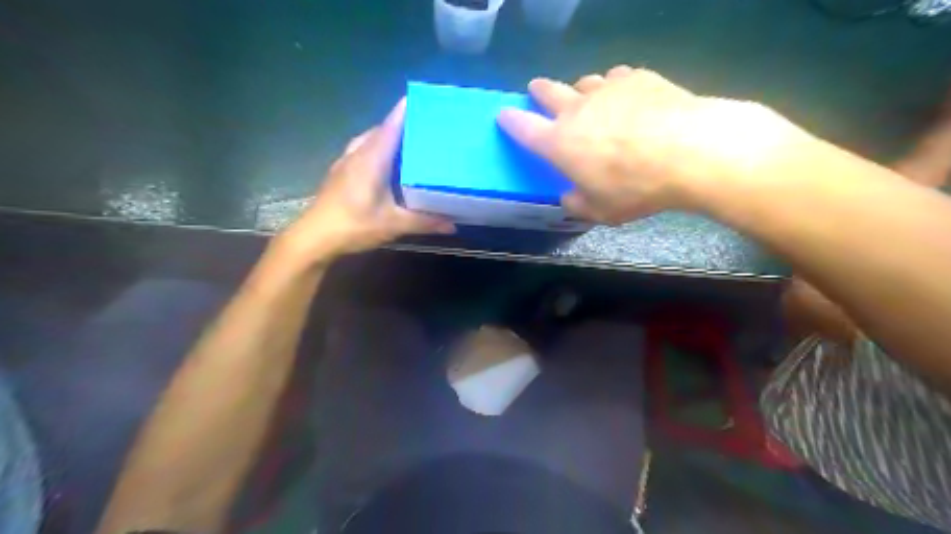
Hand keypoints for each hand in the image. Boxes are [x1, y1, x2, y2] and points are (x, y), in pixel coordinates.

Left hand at [278, 97, 454, 264]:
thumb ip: (424, 222)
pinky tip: (388, 165)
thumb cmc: (353, 225)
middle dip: (404, 124)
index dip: (407, 110)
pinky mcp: (340, 172)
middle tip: (429, 127)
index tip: (427, 100)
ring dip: (389, 137)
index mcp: (371, 158)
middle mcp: (358, 153)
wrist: (314, 237)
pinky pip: (363, 151)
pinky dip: (378, 150)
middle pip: (382, 130)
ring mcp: (346, 162)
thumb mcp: (393, 225)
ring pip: (371, 140)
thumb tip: (453, 224)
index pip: (391, 125)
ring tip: (411, 144)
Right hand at [498, 66, 807, 224]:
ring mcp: (606, 90)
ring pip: (583, 83)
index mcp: (559, 143)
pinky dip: (613, 88)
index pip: (523, 127)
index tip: (503, 115)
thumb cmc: (636, 188)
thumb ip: (577, 205)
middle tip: (537, 91)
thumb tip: (568, 198)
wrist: (689, 151)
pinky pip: (615, 78)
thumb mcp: (601, 211)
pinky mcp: (635, 78)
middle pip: (548, 92)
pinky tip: (625, 98)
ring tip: (588, 101)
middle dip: (539, 92)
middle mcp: (576, 110)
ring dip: (579, 92)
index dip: (510, 121)